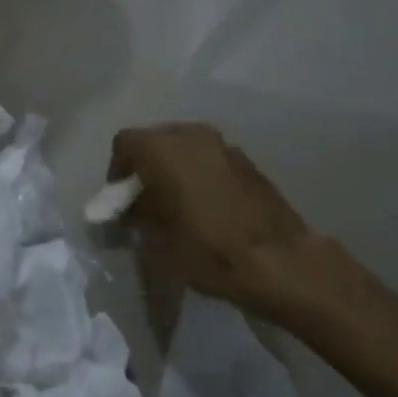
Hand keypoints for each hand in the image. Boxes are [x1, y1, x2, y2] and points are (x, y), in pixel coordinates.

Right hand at [108, 123, 315, 320]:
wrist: (280, 261)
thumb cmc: (208, 248)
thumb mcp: (156, 237)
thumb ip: (136, 213)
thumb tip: (129, 207)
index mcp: (162, 147)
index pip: (124, 144)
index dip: (117, 171)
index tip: (121, 201)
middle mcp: (190, 134)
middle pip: (154, 140)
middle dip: (145, 166)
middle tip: (145, 201)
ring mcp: (222, 144)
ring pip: (184, 148)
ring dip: (173, 169)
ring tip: (176, 204)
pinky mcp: (247, 161)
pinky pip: (209, 159)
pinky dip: (199, 174)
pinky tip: (205, 206)